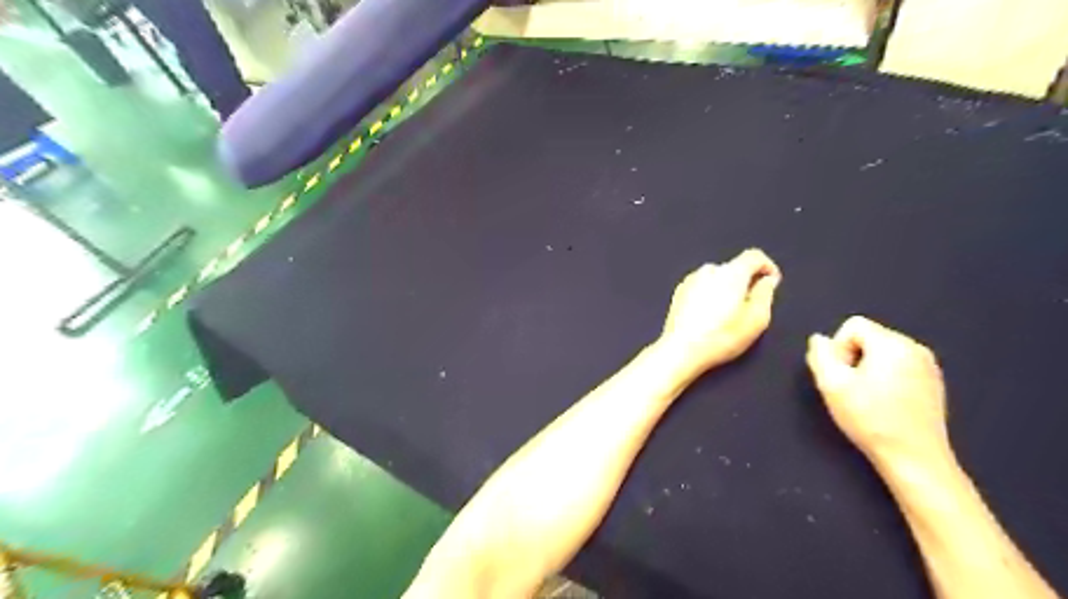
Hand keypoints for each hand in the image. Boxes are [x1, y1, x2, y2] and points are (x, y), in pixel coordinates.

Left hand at [656, 249, 780, 373]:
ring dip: (726, 289)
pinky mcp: (679, 292)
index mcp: (731, 272)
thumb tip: (767, 280)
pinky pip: (702, 287)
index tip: (772, 283)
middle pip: (734, 268)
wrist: (681, 349)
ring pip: (717, 278)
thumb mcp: (756, 319)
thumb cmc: (722, 336)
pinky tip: (709, 317)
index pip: (754, 256)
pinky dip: (710, 295)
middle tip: (749, 306)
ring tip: (727, 315)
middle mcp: (709, 270)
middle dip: (745, 282)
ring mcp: (690, 280)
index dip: (768, 266)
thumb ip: (765, 294)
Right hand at [810, 316, 950, 468]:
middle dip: (852, 357)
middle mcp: (915, 348)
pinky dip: (885, 378)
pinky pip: (899, 366)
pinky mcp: (933, 383)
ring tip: (865, 398)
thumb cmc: (870, 419)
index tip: (841, 375)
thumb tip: (818, 339)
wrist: (915, 458)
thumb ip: (820, 355)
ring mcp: (928, 366)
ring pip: (882, 353)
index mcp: (893, 344)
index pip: (853, 325)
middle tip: (850, 388)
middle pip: (868, 337)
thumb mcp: (832, 385)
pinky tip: (884, 404)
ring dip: (867, 369)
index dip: (838, 347)